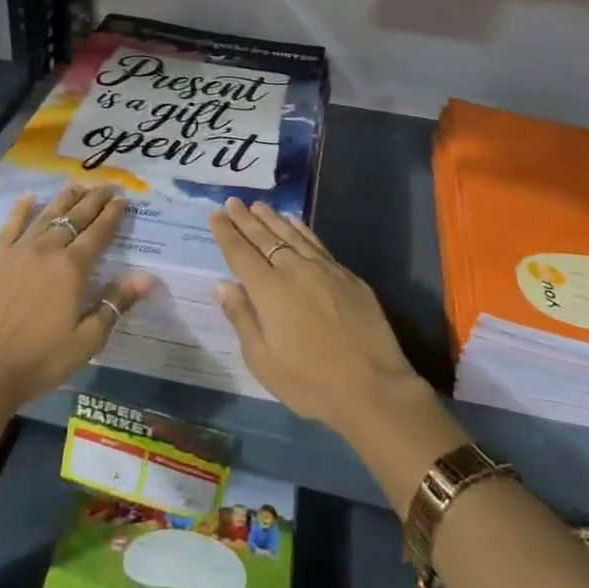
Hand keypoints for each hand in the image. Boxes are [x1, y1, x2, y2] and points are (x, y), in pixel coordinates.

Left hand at [0, 185, 154, 413]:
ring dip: (64, 198)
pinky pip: (11, 225)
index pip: (99, 232)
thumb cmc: (39, 360)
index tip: (123, 198)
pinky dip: (21, 209)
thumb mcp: (87, 341)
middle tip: (107, 185)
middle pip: (75, 217)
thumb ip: (115, 304)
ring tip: (77, 185)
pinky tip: (28, 197)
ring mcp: (19, 250)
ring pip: (47, 214)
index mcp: (73, 268)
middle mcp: (48, 249)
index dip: (113, 214)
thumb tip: (146, 278)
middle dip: (94, 199)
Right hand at [210, 198, 429, 442]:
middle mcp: (294, 270)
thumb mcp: (263, 361)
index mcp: (269, 290)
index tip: (216, 214)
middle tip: (233, 201)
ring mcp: (324, 269)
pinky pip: (317, 243)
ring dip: (273, 219)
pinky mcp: (348, 276)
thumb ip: (242, 318)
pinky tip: (296, 222)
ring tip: (259, 206)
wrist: (373, 387)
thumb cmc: (310, 382)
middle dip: (246, 219)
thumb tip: (222, 285)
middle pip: (265, 237)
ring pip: (292, 235)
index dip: (227, 233)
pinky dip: (302, 230)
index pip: (241, 253)